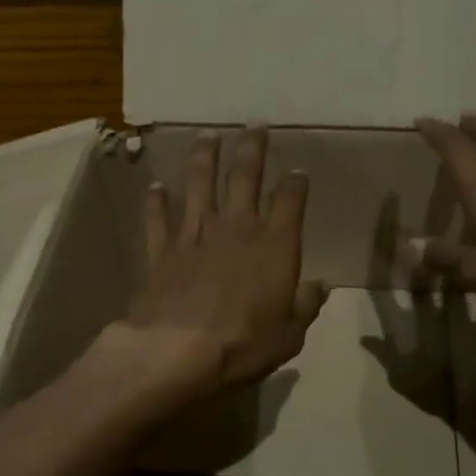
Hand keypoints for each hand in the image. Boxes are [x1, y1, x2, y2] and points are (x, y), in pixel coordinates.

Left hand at [113, 124, 326, 400]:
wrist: (177, 351)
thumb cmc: (243, 344)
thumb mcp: (289, 335)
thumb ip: (305, 306)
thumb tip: (320, 286)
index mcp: (274, 245)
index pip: (290, 201)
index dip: (296, 183)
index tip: (298, 172)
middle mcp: (236, 228)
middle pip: (244, 176)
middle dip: (251, 148)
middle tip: (254, 125)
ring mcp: (195, 235)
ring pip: (200, 184)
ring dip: (204, 157)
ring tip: (206, 135)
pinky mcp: (162, 250)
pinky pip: (159, 218)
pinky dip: (156, 201)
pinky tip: (155, 186)